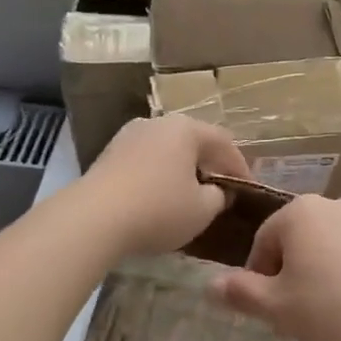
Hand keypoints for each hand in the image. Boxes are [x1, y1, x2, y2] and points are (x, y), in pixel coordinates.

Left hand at [81, 115, 250, 255]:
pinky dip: (157, 177)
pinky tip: (157, 199)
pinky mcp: (107, 155)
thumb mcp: (202, 210)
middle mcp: (157, 123)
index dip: (240, 167)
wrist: (93, 218)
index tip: (248, 189)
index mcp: (186, 128)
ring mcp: (128, 136)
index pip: (224, 142)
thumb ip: (218, 197)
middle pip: (193, 142)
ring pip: (166, 151)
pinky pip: (144, 162)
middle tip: (220, 189)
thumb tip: (218, 191)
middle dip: (209, 165)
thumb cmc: (158, 209)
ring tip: (188, 196)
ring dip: (180, 170)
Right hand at [212, 194, 340, 340]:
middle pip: (301, 238)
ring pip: (334, 245)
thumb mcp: (274, 308)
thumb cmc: (327, 311)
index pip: (266, 240)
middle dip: (293, 270)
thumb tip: (210, 285)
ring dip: (325, 269)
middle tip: (295, 311)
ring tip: (328, 311)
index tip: (266, 306)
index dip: (259, 275)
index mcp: (302, 211)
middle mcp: (338, 204)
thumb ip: (240, 292)